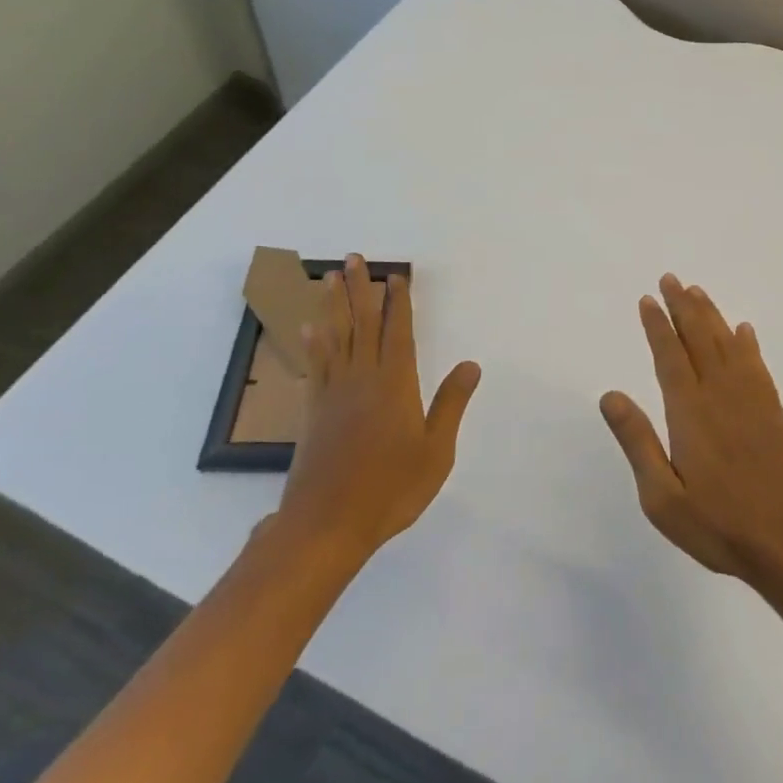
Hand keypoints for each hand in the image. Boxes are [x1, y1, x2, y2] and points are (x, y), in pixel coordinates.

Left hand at [273, 255, 481, 563]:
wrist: (328, 524)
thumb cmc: (391, 489)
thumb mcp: (435, 450)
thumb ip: (451, 404)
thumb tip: (471, 364)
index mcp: (395, 384)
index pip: (397, 332)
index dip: (397, 302)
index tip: (395, 275)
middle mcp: (362, 378)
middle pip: (362, 324)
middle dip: (360, 289)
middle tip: (354, 258)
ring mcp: (334, 392)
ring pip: (335, 337)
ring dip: (334, 305)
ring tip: (331, 277)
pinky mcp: (313, 411)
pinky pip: (315, 365)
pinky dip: (314, 342)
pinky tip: (311, 328)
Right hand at [601, 275, 782, 583]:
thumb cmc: (720, 524)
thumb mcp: (663, 498)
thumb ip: (637, 442)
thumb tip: (610, 395)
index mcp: (690, 412)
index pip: (670, 356)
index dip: (658, 326)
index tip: (648, 299)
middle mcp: (720, 394)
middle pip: (699, 339)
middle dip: (682, 307)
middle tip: (671, 279)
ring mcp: (751, 400)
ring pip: (727, 344)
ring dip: (711, 315)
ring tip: (698, 291)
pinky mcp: (773, 412)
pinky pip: (756, 365)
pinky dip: (747, 343)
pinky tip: (743, 331)